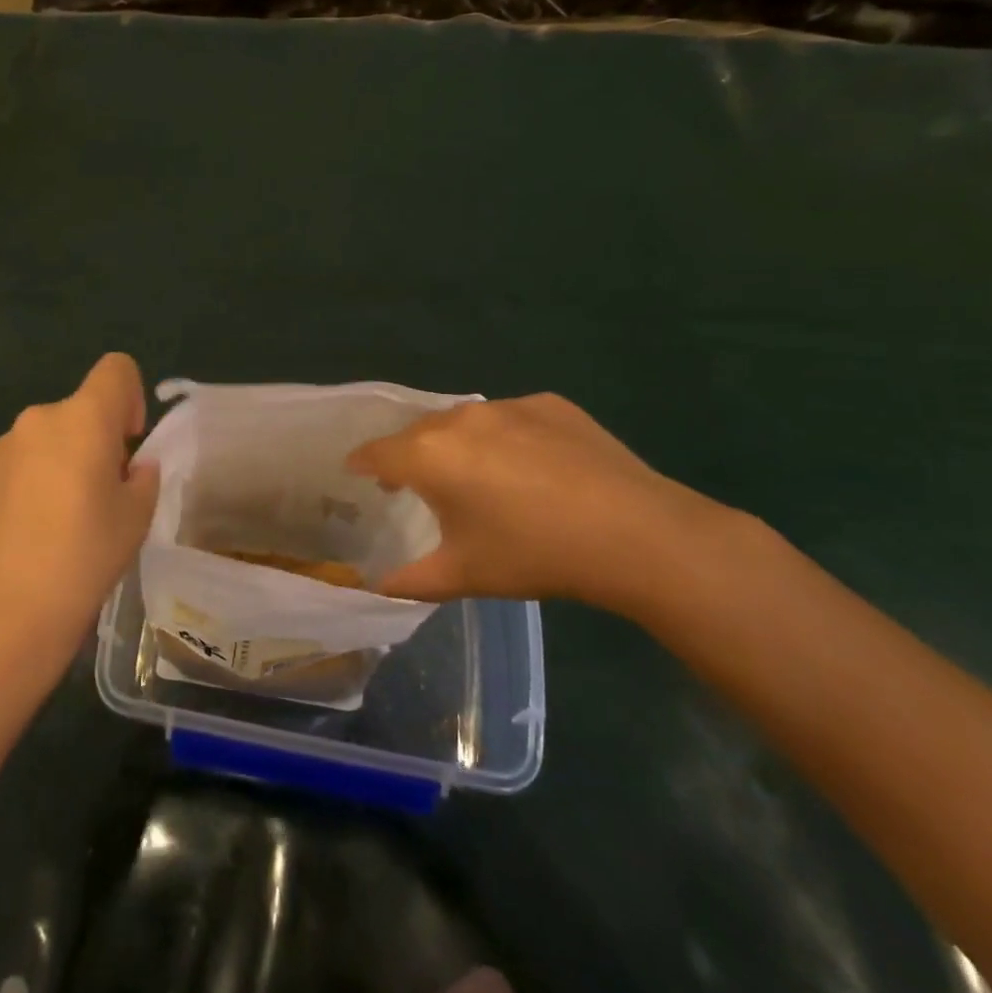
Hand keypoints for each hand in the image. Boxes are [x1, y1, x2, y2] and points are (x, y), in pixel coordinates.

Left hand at [0, 353, 161, 656]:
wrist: (9, 609)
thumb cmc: (86, 555)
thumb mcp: (138, 515)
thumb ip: (143, 476)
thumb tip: (131, 467)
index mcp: (84, 418)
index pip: (117, 368)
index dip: (131, 397)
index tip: (128, 444)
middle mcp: (39, 418)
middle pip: (80, 409)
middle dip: (97, 439)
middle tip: (102, 495)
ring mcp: (2, 446)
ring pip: (48, 436)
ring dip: (62, 459)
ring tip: (62, 518)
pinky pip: (19, 462)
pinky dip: (32, 480)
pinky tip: (30, 529)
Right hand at [347, 394, 747, 619]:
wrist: (634, 533)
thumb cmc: (533, 555)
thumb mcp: (463, 575)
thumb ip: (410, 581)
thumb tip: (378, 588)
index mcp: (428, 455)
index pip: (376, 452)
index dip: (362, 463)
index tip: (357, 473)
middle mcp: (460, 418)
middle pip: (418, 433)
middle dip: (410, 456)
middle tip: (418, 485)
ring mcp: (508, 405)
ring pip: (464, 421)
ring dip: (458, 444)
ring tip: (476, 477)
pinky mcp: (549, 404)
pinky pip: (510, 418)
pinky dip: (506, 438)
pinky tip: (532, 469)